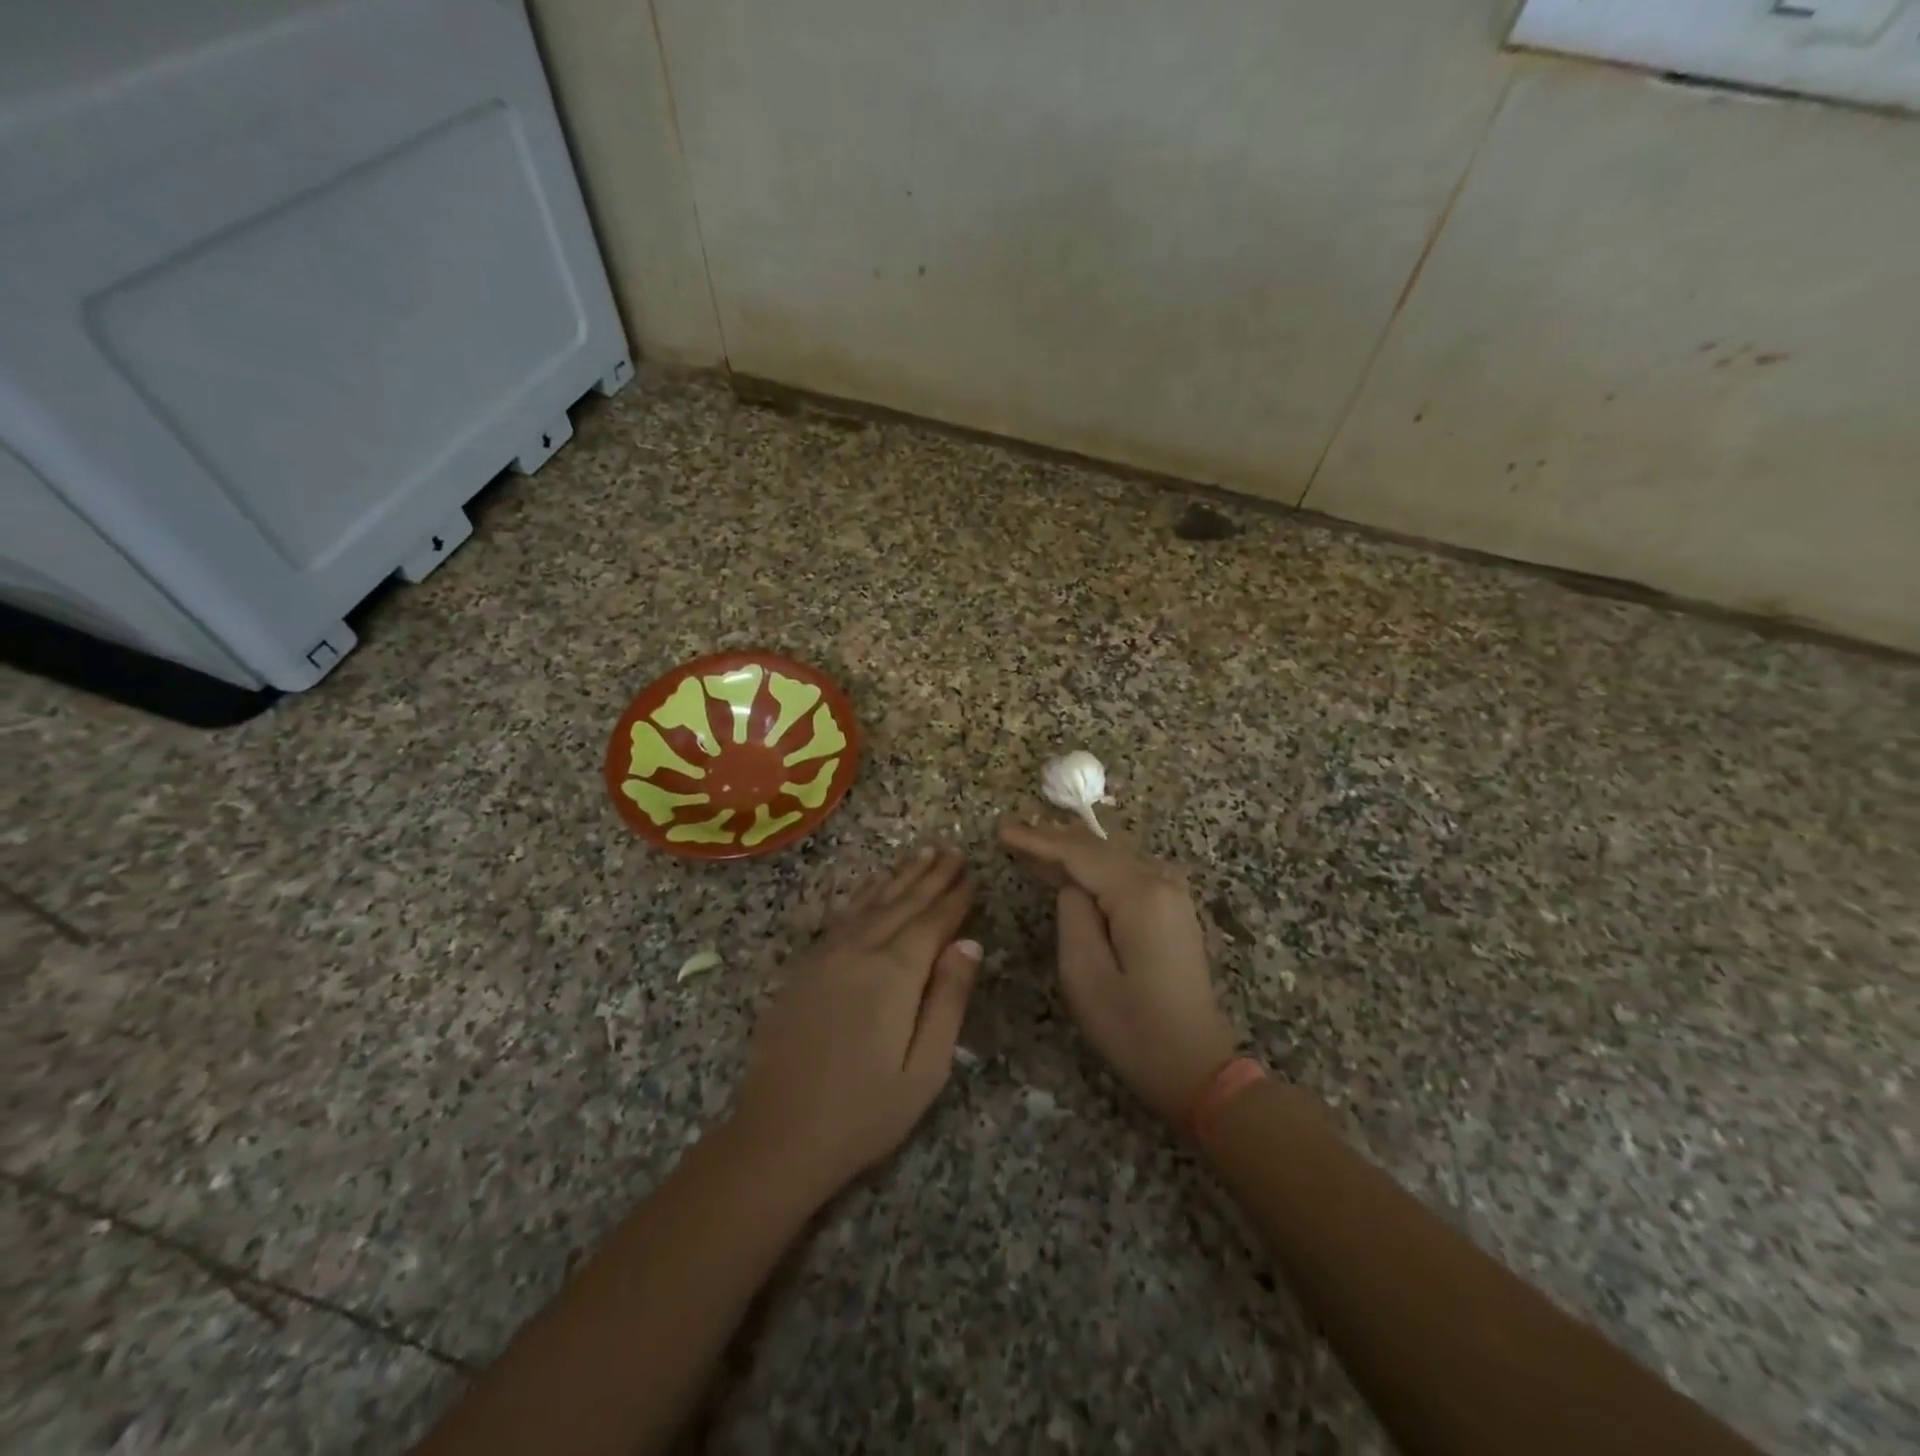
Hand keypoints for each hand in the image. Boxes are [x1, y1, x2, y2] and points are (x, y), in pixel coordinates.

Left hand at [731, 847, 979, 1200]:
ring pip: (872, 903)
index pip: (933, 923)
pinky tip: (873, 884)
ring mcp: (827, 955)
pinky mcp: (805, 966)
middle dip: (931, 877)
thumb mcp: (924, 1068)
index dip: (955, 898)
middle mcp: (860, 951)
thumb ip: (949, 1000)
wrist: (778, 1135)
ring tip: (922, 853)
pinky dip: (864, 894)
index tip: (973, 874)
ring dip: (900, 876)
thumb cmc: (864, 1112)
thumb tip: (970, 943)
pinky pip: (843, 916)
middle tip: (953, 851)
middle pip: (903, 904)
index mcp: (895, 974)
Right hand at [1001, 820, 1236, 1123]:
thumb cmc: (1133, 1028)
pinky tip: (1071, 870)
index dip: (1038, 839)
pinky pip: (1126, 874)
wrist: (1196, 1068)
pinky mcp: (1173, 911)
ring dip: (1074, 850)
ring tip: (1034, 842)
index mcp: (1140, 894)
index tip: (1002, 829)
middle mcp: (1161, 882)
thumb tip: (1072, 884)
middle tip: (1013, 830)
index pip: (1079, 853)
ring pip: (1113, 857)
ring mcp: (1173, 895)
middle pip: (1099, 847)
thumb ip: (1072, 914)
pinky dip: (1095, 868)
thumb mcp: (1084, 974)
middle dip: (1054, 838)